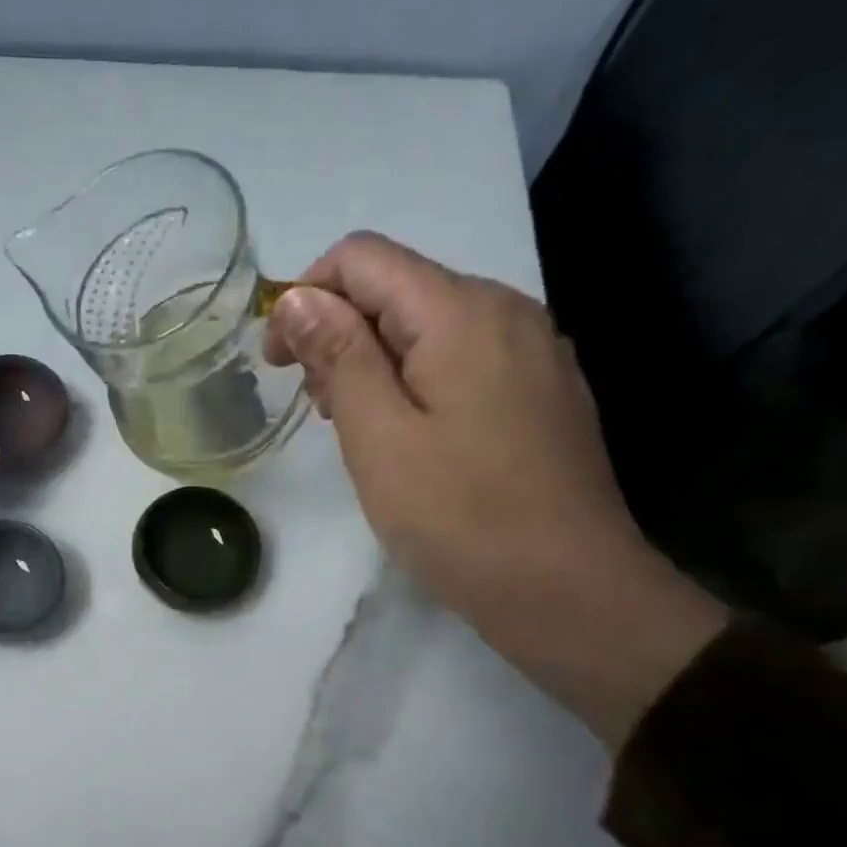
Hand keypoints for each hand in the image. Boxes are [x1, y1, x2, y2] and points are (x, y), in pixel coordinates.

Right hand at [266, 232, 725, 746]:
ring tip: (356, 429)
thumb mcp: (378, 437)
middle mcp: (505, 309)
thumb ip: (338, 356)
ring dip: (373, 360)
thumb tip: (300, 297)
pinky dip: (415, 380)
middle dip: (338, 333)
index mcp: (461, 311)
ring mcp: (532, 350)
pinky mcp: (541, 389)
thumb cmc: (460, 517)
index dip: (304, 297)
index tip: (279, 364)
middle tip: (318, 410)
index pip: (362, 257)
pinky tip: (408, 437)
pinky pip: (462, 357)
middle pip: (397, 286)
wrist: (567, 589)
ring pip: (428, 324)